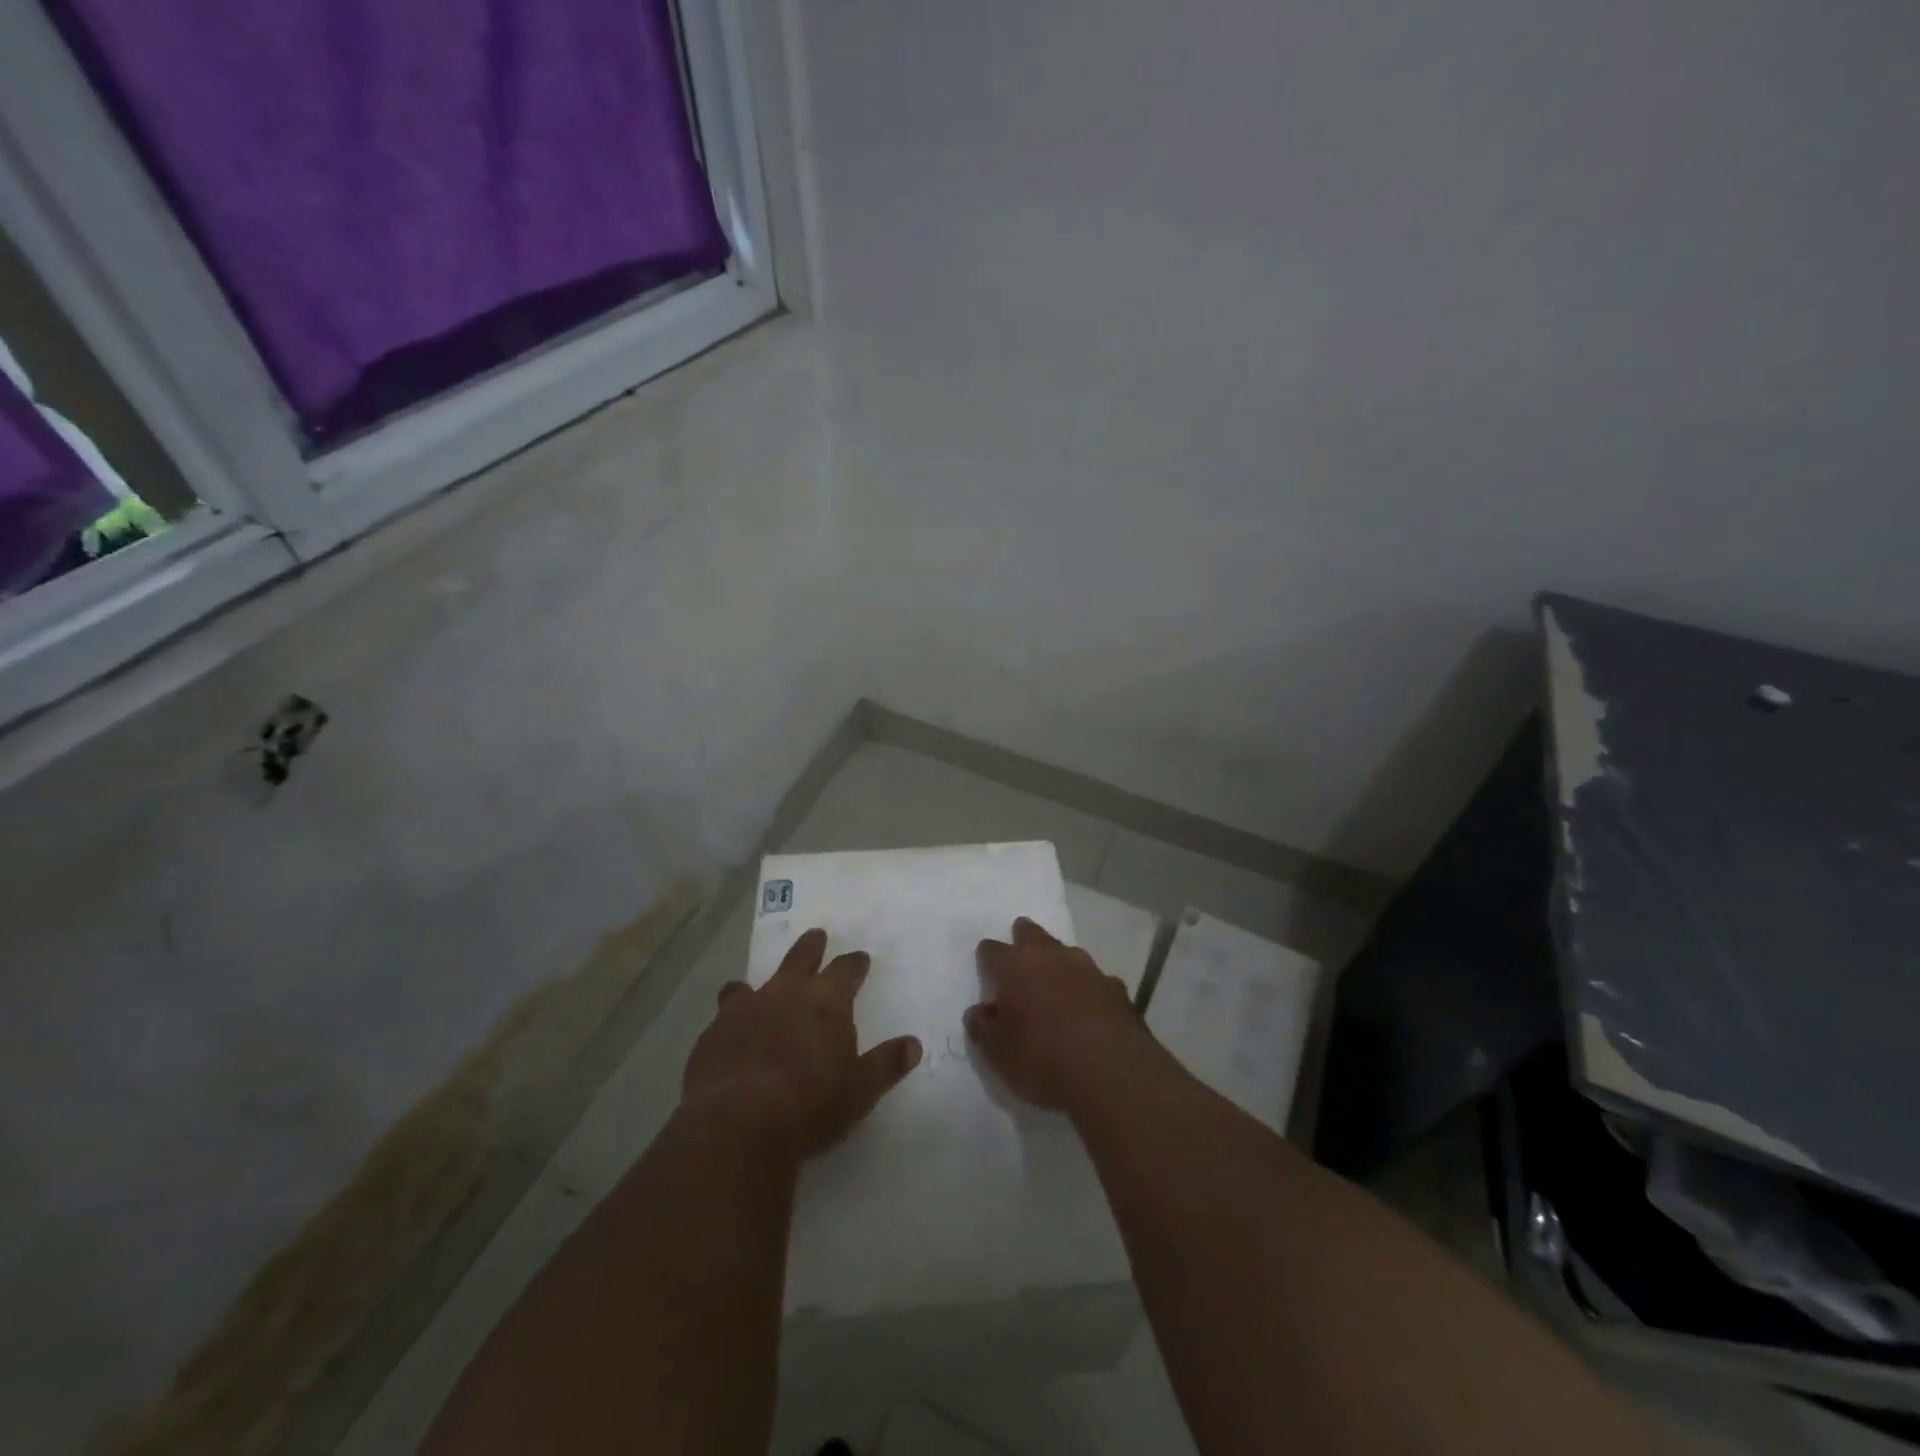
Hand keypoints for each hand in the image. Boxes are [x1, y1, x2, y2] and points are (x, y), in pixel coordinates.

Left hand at [683, 928, 921, 1156]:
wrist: (737, 1124)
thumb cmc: (810, 1104)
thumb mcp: (860, 1090)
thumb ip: (885, 1064)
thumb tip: (913, 1045)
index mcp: (826, 1001)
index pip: (846, 970)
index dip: (854, 964)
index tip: (860, 959)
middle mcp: (785, 994)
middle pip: (800, 958)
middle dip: (811, 947)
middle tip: (816, 936)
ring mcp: (744, 1010)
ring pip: (750, 985)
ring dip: (757, 986)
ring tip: (754, 990)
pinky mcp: (712, 1035)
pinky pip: (722, 1018)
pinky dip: (730, 1022)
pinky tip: (729, 1039)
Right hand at [966, 917, 1155, 1109]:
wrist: (1111, 1072)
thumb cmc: (1041, 1059)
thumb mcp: (997, 1053)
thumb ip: (983, 1028)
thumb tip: (979, 1011)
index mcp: (1016, 966)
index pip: (993, 950)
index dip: (987, 956)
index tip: (985, 961)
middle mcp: (1052, 957)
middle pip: (1033, 935)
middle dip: (1025, 935)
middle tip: (1021, 936)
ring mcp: (1089, 969)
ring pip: (1067, 953)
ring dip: (1059, 961)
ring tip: (1055, 975)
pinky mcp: (1117, 989)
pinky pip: (1096, 980)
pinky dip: (1088, 988)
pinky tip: (1089, 1005)